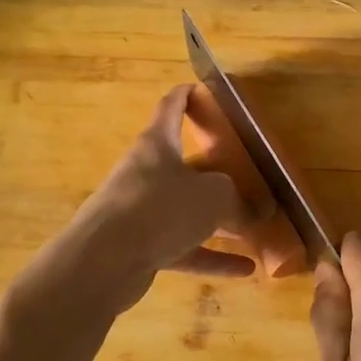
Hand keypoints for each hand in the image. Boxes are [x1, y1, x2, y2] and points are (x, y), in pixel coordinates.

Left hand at [62, 85, 257, 313]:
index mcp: (157, 145)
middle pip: (183, 165)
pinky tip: (245, 269)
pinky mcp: (141, 248)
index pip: (171, 108)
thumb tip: (257, 214)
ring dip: (218, 220)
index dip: (187, 95)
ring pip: (185, 211)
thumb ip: (238, 201)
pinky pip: (184, 248)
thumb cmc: (160, 209)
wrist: (103, 262)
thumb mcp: (213, 196)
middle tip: (245, 173)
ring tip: (254, 227)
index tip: (204, 90)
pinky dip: (212, 256)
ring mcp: (141, 213)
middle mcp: (146, 174)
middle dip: (214, 171)